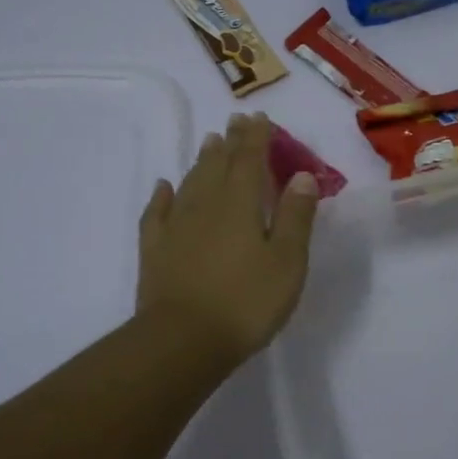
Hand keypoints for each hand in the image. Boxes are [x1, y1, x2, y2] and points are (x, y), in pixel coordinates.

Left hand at [136, 113, 319, 367]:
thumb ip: (295, 216)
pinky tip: (163, 186)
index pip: (249, 160)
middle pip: (218, 164)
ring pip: (190, 182)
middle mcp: (205, 205)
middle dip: (230, 142)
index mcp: (240, 204)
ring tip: (209, 142)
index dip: (255, 137)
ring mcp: (176, 227)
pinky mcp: (155, 250)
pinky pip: (157, 212)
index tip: (258, 117)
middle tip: (234, 121)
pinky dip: (161, 195)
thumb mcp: (287, 261)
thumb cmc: (246, 301)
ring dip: (201, 160)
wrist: (182, 341)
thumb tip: (302, 175)